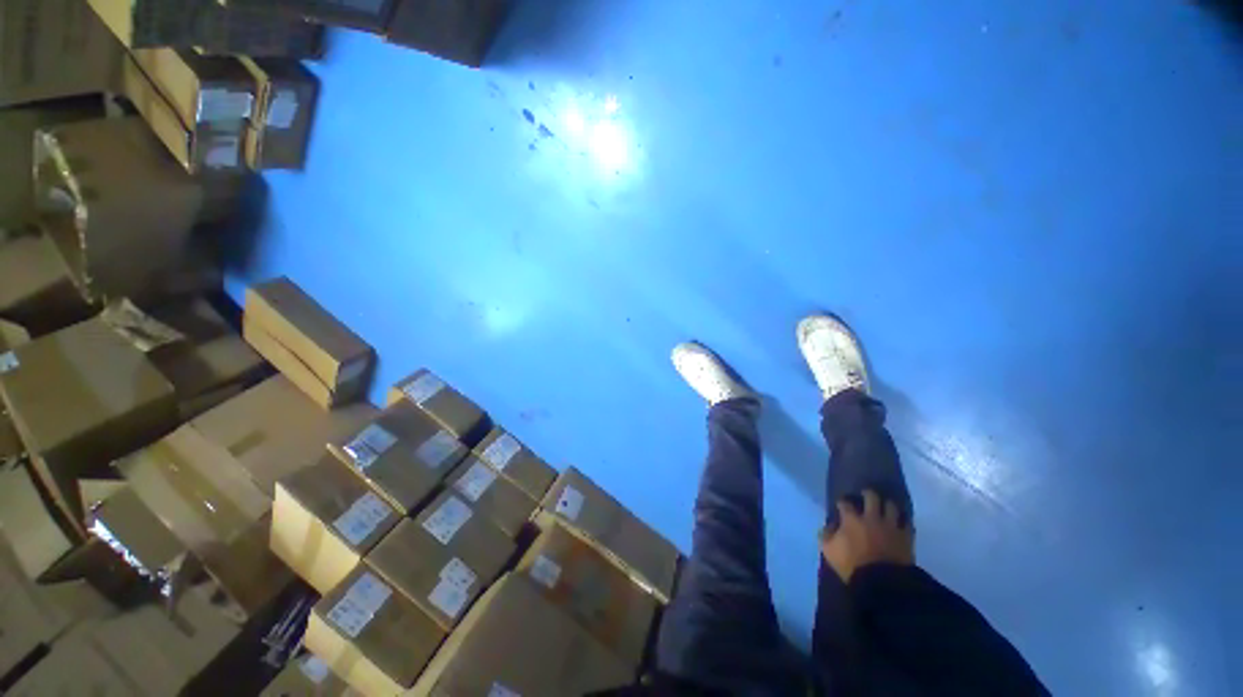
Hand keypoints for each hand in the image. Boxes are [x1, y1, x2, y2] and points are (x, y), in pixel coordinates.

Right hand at [820, 490, 914, 581]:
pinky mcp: (906, 537)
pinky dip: (903, 521)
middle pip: (871, 497)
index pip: (845, 503)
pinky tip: (900, 522)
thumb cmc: (852, 566)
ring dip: (887, 505)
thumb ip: (825, 535)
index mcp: (851, 519)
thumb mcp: (829, 551)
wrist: (882, 583)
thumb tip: (827, 526)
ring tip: (885, 507)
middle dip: (868, 494)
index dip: (842, 502)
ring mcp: (890, 526)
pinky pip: (907, 523)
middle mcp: (871, 517)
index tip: (841, 505)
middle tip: (865, 495)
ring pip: (891, 506)